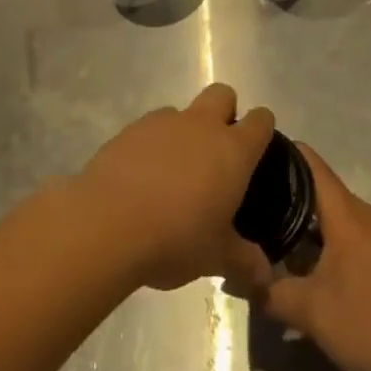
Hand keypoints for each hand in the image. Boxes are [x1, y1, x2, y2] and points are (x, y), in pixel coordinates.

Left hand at [75, 84, 275, 292]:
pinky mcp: (128, 130)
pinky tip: (142, 177)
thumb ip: (244, 261)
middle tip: (217, 151)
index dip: (262, 128)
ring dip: (184, 131)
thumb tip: (264, 275)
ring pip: (182, 111)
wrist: (106, 225)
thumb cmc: (175, 239)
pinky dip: (152, 144)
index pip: (260, 120)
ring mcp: (161, 123)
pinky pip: (149, 128)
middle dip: (225, 112)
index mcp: (232, 150)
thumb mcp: (216, 258)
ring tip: (174, 172)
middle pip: (222, 94)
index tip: (259, 148)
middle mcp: (200, 126)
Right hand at [255, 145, 370, 370]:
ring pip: (341, 216)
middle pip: (325, 192)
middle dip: (291, 196)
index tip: (256, 153)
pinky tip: (311, 264)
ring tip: (275, 235)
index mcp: (350, 217)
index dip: (287, 155)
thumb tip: (235, 279)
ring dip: (311, 224)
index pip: (315, 168)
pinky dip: (331, 240)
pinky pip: (356, 234)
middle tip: (255, 204)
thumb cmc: (368, 325)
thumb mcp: (309, 312)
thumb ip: (268, 291)